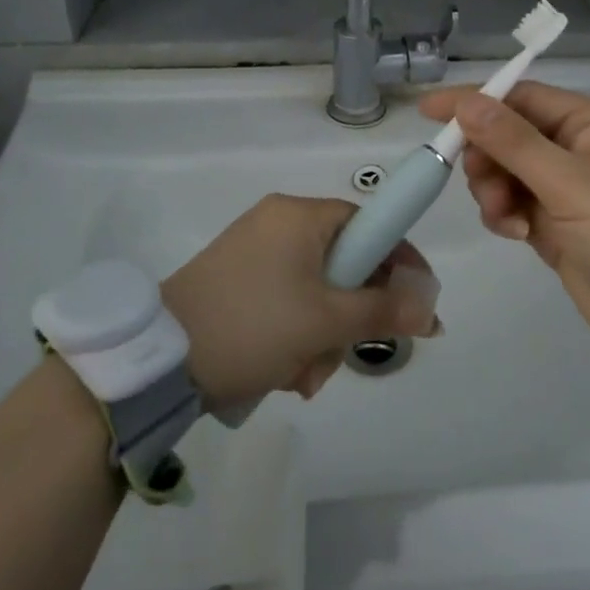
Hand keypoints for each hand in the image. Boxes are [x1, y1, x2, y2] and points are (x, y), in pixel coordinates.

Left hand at [161, 194, 440, 410]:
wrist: (158, 361)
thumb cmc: (251, 326)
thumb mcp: (324, 321)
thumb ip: (384, 311)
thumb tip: (431, 309)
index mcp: (298, 215)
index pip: (368, 224)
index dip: (398, 262)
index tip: (416, 304)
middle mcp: (277, 224)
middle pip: (343, 264)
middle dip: (349, 316)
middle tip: (342, 352)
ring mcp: (253, 253)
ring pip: (316, 292)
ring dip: (321, 337)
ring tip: (302, 374)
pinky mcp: (236, 282)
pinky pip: (286, 303)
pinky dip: (294, 336)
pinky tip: (281, 371)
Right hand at [416, 82, 589, 349]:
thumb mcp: (570, 184)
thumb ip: (514, 142)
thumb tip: (467, 102)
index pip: (521, 97)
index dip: (476, 101)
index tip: (429, 112)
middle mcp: (579, 148)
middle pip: (509, 135)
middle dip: (488, 158)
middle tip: (483, 184)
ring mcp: (568, 188)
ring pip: (506, 172)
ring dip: (494, 191)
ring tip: (507, 219)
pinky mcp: (557, 223)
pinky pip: (514, 204)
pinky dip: (505, 214)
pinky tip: (517, 234)